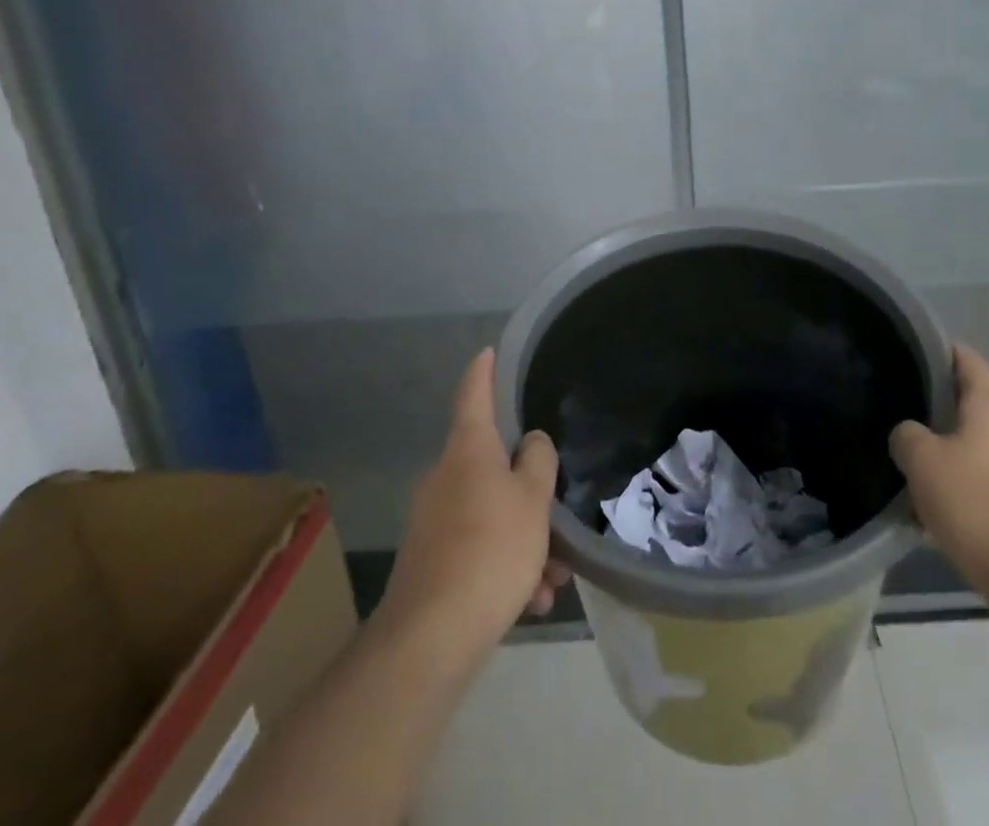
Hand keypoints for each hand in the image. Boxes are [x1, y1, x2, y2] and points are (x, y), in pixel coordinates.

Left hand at [376, 349, 571, 664]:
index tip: (488, 351)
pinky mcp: (431, 561)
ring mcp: (433, 521)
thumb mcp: (533, 499)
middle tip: (558, 518)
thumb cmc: (491, 549)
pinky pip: (478, 549)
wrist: (431, 637)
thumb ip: (538, 461)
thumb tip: (530, 443)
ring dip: (525, 540)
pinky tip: (530, 602)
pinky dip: (506, 567)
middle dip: (529, 492)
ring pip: (491, 515)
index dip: (483, 371)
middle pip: (492, 466)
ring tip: (553, 580)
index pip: (473, 394)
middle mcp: (445, 477)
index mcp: (468, 451)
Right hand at [890, 345, 988, 611]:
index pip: (967, 360)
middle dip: (946, 415)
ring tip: (928, 479)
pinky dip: (979, 492)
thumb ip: (907, 435)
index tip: (916, 355)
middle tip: (911, 427)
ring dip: (962, 458)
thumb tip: (911, 434)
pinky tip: (955, 517)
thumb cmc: (977, 506)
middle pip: (978, 408)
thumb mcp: (921, 462)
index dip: (941, 352)